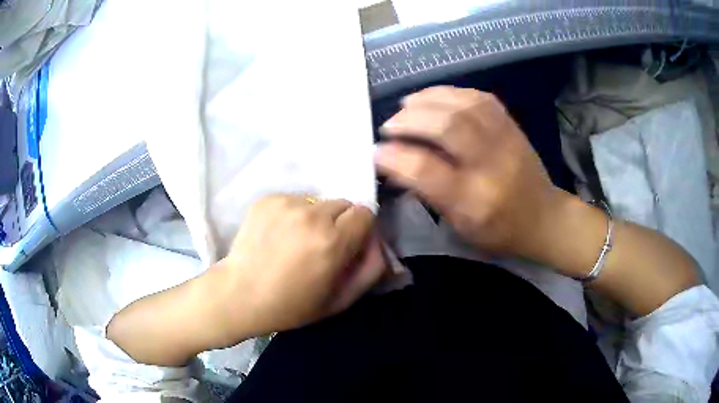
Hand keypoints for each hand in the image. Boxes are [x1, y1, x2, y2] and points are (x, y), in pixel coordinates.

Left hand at [210, 195, 385, 344]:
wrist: (239, 294)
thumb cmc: (290, 305)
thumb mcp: (339, 300)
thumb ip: (370, 270)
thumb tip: (378, 244)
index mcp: (333, 240)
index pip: (365, 212)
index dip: (360, 229)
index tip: (348, 245)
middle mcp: (312, 214)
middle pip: (343, 203)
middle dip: (339, 222)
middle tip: (321, 245)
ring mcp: (286, 203)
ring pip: (318, 201)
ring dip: (316, 217)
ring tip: (296, 240)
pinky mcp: (267, 199)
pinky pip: (294, 200)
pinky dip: (293, 214)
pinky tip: (278, 235)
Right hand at [375, 86, 563, 257]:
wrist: (544, 218)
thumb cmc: (499, 231)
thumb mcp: (460, 226)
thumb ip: (428, 193)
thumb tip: (395, 163)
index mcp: (475, 201)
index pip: (427, 171)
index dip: (395, 157)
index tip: (376, 152)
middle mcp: (492, 165)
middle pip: (448, 127)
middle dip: (410, 120)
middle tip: (389, 125)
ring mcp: (506, 140)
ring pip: (464, 105)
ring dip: (428, 99)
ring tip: (406, 104)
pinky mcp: (512, 125)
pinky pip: (480, 97)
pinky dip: (451, 92)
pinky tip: (434, 97)